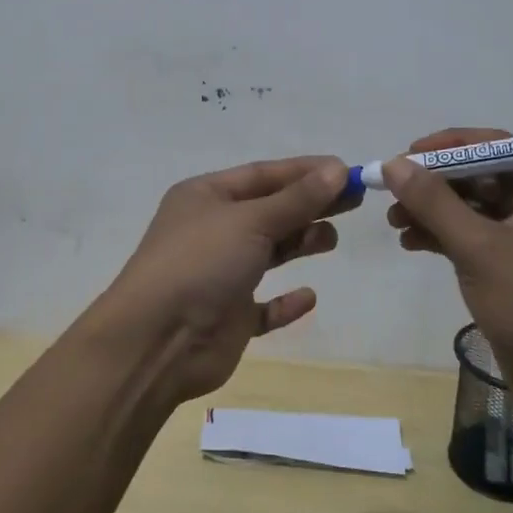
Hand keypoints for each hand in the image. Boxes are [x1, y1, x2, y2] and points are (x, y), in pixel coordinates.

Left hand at [97, 155, 353, 402]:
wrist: (157, 342)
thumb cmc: (201, 263)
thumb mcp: (251, 221)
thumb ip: (297, 199)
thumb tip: (338, 170)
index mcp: (206, 197)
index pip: (263, 175)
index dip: (305, 171)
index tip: (347, 171)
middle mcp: (212, 230)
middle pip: (270, 210)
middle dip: (309, 204)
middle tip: (355, 201)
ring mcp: (219, 274)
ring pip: (268, 252)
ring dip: (299, 243)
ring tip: (331, 239)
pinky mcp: (228, 316)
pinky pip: (264, 306)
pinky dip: (285, 301)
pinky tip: (308, 296)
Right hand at [384, 127, 512, 388]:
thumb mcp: (479, 248)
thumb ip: (434, 202)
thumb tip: (394, 163)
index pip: (494, 146)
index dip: (447, 147)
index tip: (405, 155)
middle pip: (479, 176)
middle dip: (434, 184)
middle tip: (391, 193)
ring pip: (471, 207)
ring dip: (433, 211)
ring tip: (394, 222)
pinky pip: (472, 236)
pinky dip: (442, 236)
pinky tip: (410, 243)